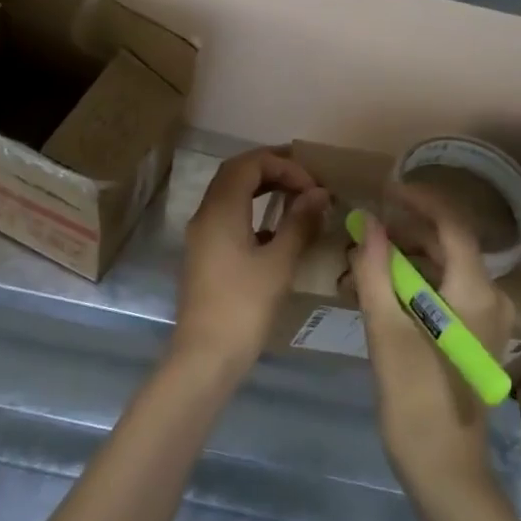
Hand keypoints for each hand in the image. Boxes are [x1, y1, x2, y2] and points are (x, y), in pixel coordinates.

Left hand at [173, 148, 327, 376]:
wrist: (205, 357)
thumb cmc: (244, 307)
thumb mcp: (279, 263)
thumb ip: (299, 223)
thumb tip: (318, 193)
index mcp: (220, 210)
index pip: (249, 164)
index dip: (284, 165)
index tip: (313, 186)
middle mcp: (206, 214)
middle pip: (236, 173)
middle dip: (272, 169)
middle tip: (306, 180)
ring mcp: (202, 234)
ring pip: (230, 194)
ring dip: (262, 188)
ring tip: (296, 196)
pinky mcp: (205, 253)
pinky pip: (228, 215)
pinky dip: (253, 210)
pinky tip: (277, 229)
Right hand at [352, 183, 513, 500]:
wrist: (446, 469)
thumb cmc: (415, 399)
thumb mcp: (386, 331)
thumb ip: (376, 272)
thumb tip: (370, 225)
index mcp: (475, 292)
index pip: (451, 226)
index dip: (419, 201)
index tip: (385, 189)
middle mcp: (492, 299)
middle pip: (447, 246)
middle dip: (403, 235)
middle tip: (361, 237)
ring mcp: (488, 320)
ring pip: (444, 270)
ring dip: (404, 262)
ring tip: (361, 269)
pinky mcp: (477, 337)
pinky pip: (447, 294)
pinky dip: (415, 286)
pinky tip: (380, 296)